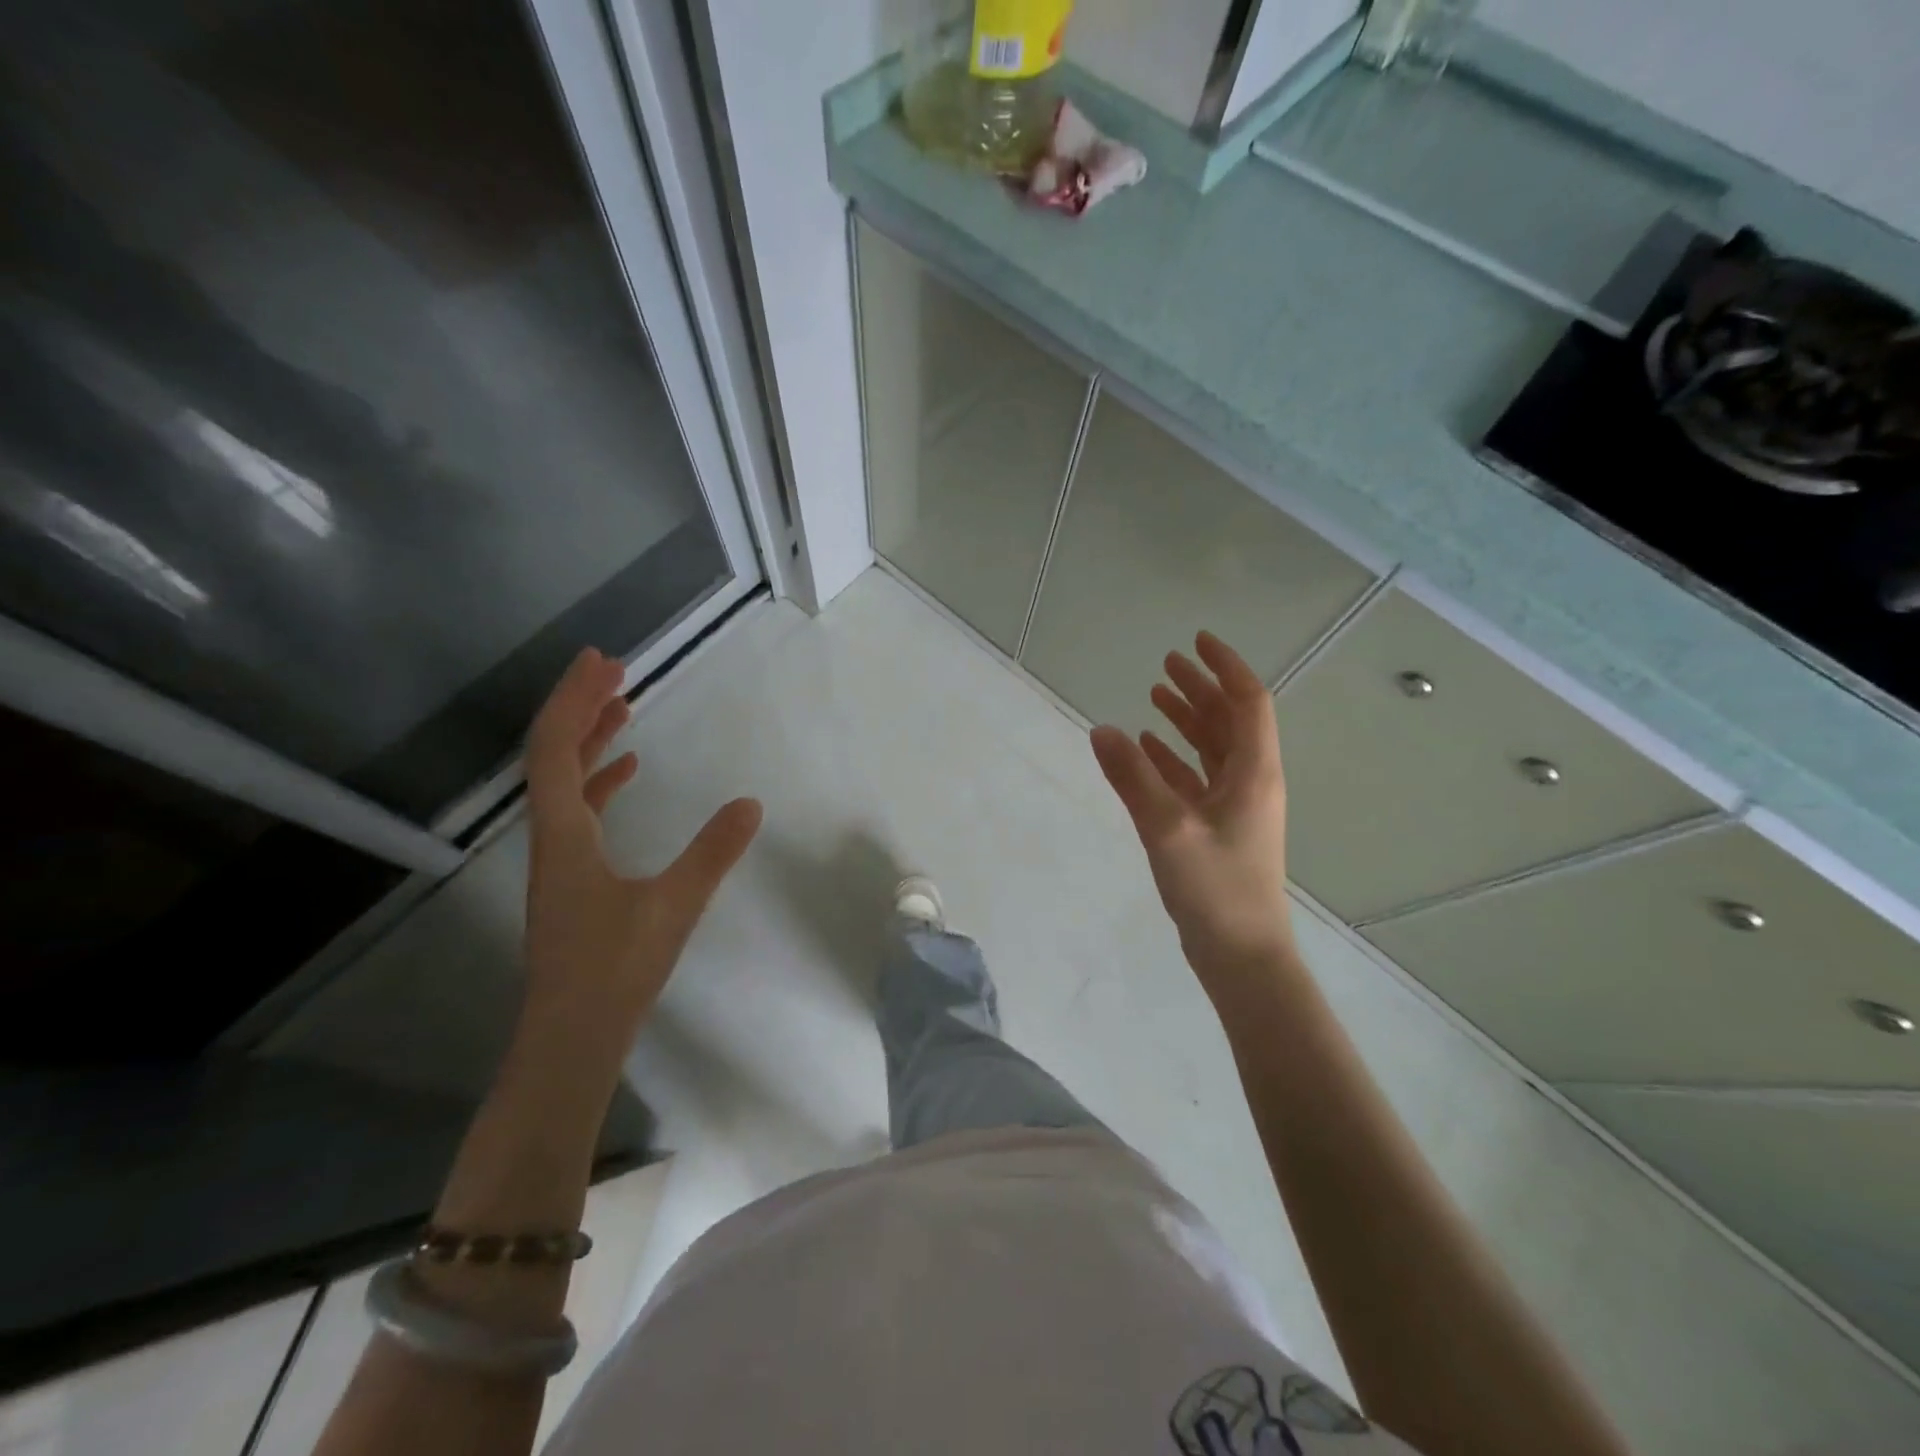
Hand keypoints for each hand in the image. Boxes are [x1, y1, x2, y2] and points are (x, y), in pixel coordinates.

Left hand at [521, 648, 761, 1046]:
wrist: (572, 1038)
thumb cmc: (615, 970)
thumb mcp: (673, 905)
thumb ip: (712, 852)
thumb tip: (751, 804)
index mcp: (563, 834)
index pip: (557, 749)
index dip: (574, 699)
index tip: (602, 661)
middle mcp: (552, 837)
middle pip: (554, 755)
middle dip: (581, 706)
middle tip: (614, 668)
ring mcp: (560, 858)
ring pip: (566, 781)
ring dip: (591, 739)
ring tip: (622, 706)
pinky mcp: (574, 878)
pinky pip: (581, 810)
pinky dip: (602, 780)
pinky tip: (629, 771)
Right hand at [1090, 632, 1295, 1003]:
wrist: (1241, 956)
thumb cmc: (1215, 888)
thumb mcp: (1167, 828)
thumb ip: (1132, 777)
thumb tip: (1101, 729)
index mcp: (1254, 772)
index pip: (1247, 702)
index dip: (1224, 667)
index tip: (1195, 642)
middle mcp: (1250, 782)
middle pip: (1229, 720)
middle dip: (1200, 688)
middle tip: (1166, 664)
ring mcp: (1234, 807)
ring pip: (1212, 748)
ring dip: (1187, 720)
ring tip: (1154, 696)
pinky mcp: (1216, 829)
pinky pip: (1196, 779)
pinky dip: (1173, 758)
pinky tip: (1146, 750)